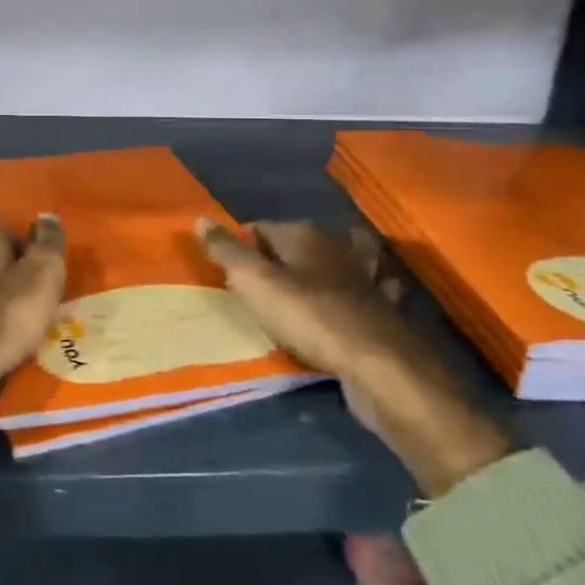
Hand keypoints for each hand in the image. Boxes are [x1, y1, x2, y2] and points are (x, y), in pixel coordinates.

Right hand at [197, 219, 509, 497]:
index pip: (263, 228)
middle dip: (286, 253)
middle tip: (262, 279)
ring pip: (342, 261)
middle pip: (303, 241)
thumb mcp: (254, 282)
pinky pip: (366, 294)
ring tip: (312, 281)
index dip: (243, 244)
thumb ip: (227, 251)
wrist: (377, 365)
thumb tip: (200, 219)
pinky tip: (356, 305)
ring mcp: (366, 277)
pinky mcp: (384, 310)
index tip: (229, 268)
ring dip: (330, 267)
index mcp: (305, 234)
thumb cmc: (308, 317)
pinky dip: (361, 295)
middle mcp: (338, 247)